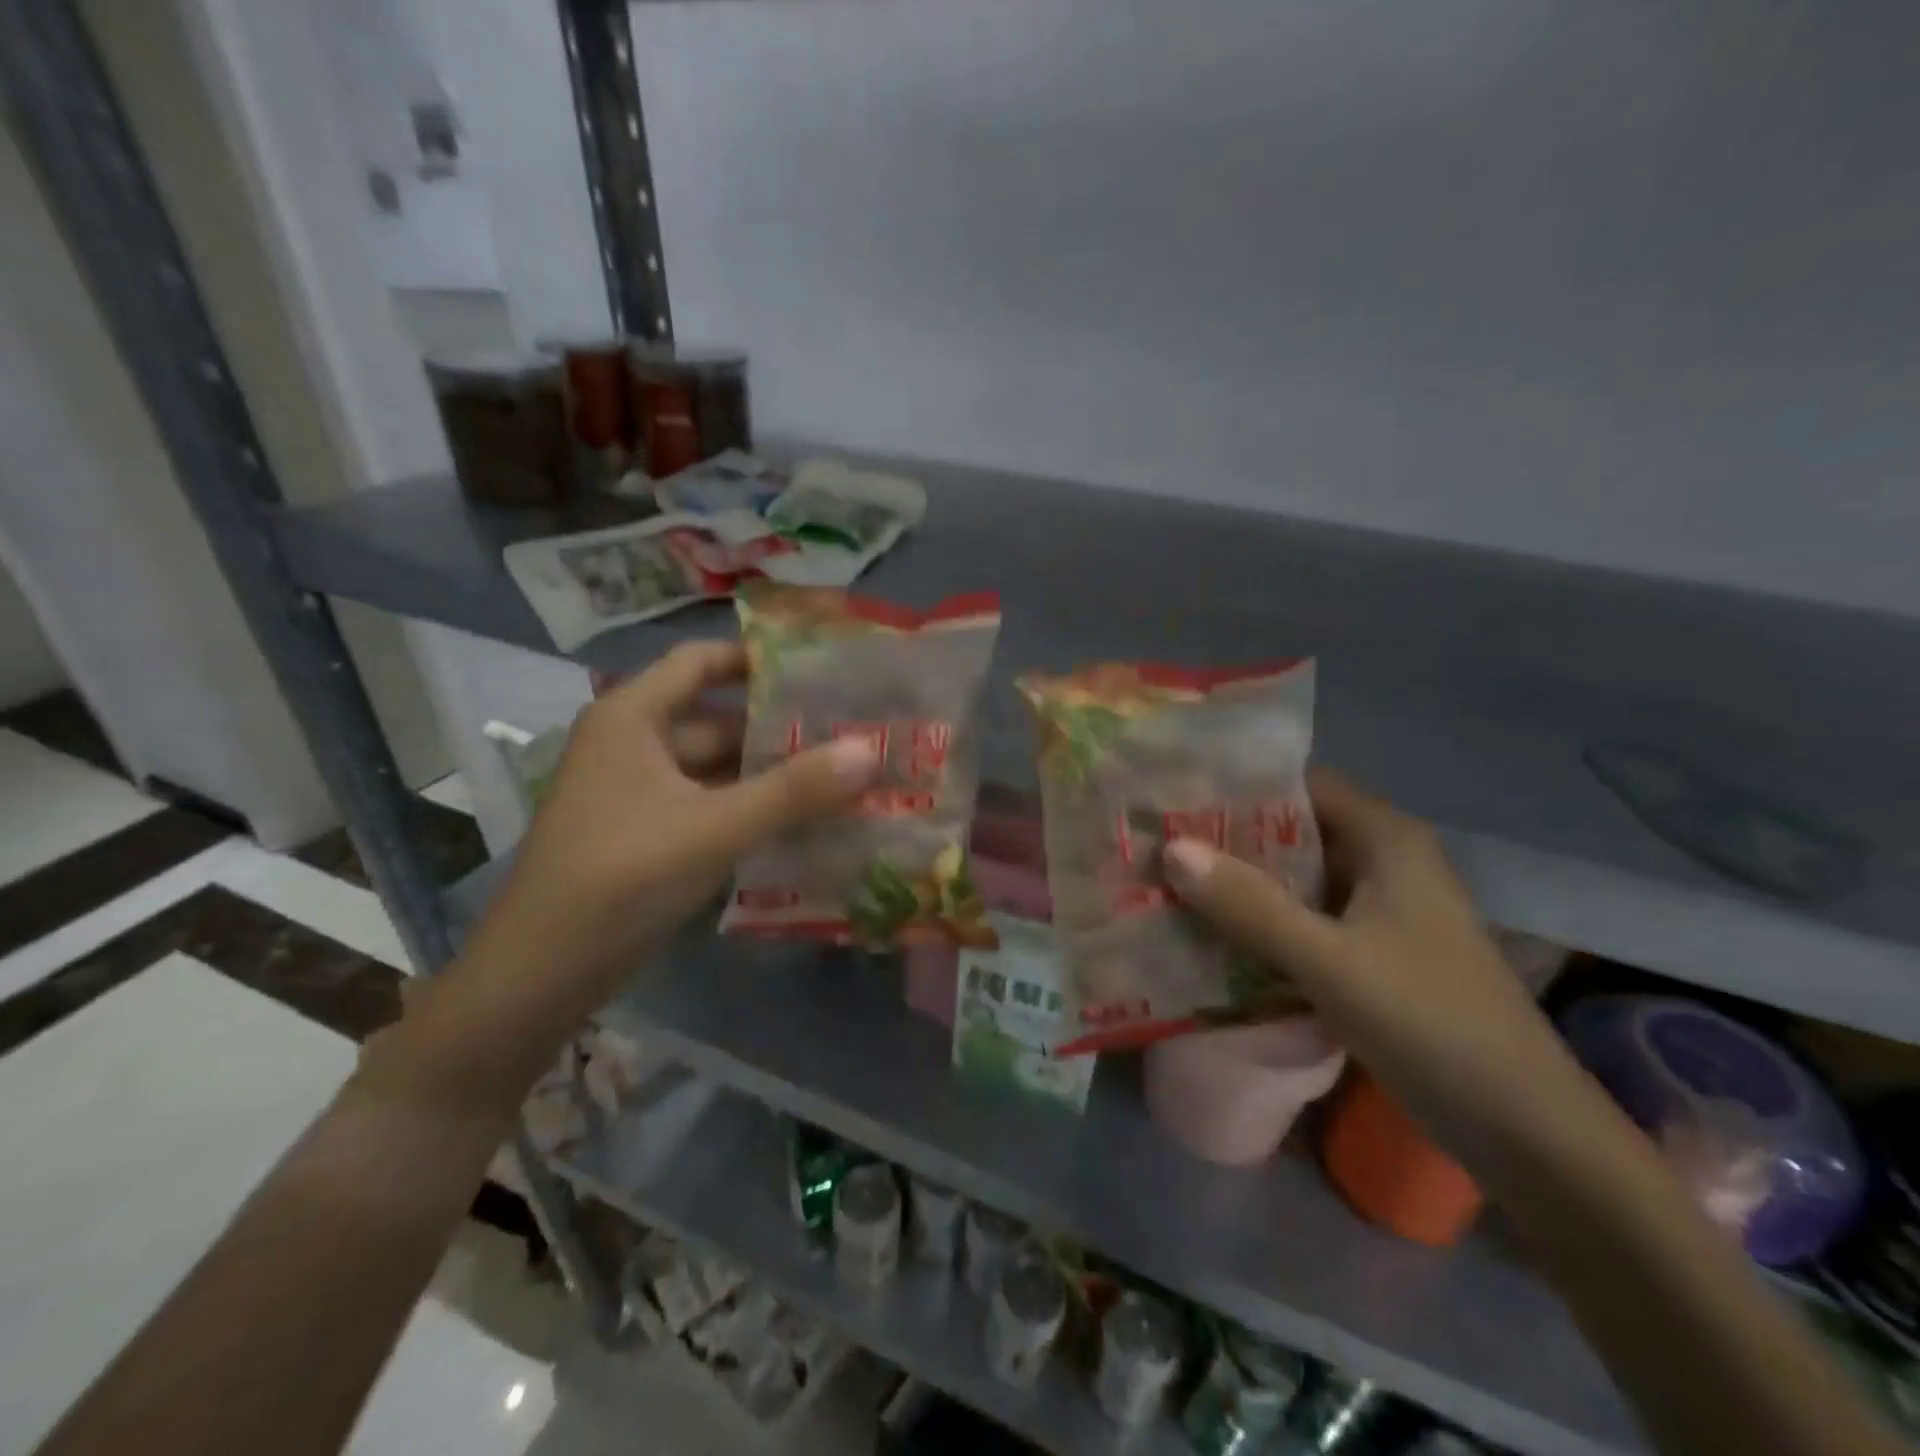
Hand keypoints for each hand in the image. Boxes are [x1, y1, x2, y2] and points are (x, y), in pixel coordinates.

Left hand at [462, 642, 879, 1022]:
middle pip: (718, 717)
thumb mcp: (713, 828)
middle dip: (780, 726)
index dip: (758, 659)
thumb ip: (793, 791)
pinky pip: (711, 803)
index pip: (701, 661)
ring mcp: (640, 791)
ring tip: (841, 772)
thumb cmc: (619, 878)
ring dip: (771, 772)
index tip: (821, 668)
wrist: (540, 975)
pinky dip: (751, 806)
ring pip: (717, 766)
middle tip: (850, 729)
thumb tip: (870, 749)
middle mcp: (634, 743)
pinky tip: (803, 818)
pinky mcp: (649, 832)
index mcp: (633, 717)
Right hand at [1163, 768, 1580, 1158]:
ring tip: (1166, 880)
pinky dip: (1260, 918)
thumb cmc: (1430, 1022)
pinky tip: (1210, 931)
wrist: (1523, 1127)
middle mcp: (1383, 859)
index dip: (1235, 785)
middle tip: (1155, 840)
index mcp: (1385, 838)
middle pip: (1291, 829)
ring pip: (1294, 876)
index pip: (1297, 784)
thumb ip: (1248, 904)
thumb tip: (1169, 848)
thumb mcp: (1328, 960)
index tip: (1173, 795)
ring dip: (1238, 881)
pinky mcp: (1373, 949)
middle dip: (1225, 836)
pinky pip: (1303, 916)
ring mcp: (1380, 908)